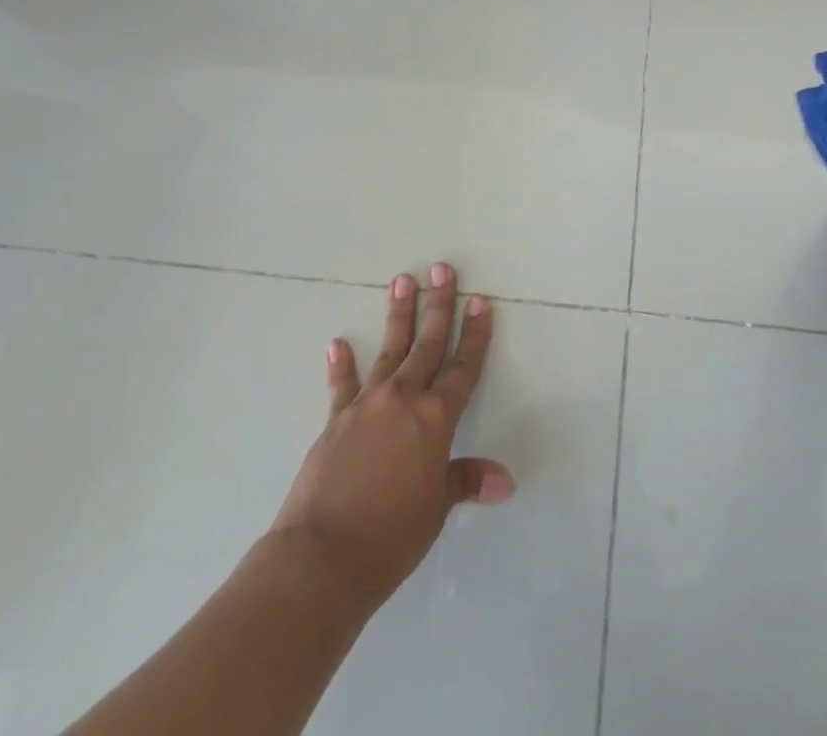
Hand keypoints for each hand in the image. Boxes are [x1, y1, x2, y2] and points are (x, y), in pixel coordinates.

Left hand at [272, 264, 513, 610]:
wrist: (321, 557)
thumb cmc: (391, 536)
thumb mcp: (436, 509)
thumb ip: (466, 481)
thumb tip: (505, 480)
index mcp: (436, 418)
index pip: (464, 366)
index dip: (475, 333)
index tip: (480, 301)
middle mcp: (404, 399)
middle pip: (428, 343)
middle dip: (438, 304)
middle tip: (442, 268)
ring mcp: (367, 404)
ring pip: (390, 350)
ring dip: (398, 315)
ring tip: (402, 280)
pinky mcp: (335, 420)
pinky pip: (342, 385)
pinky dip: (342, 364)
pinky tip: (339, 343)